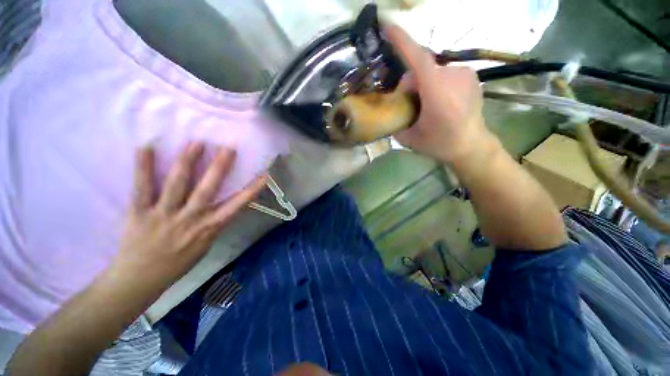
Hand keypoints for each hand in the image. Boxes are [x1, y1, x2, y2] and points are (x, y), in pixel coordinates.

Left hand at [105, 143, 266, 291]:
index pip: (237, 205)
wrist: (141, 278)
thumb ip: (216, 223)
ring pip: (178, 184)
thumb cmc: (179, 262)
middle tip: (228, 148)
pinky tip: (146, 147)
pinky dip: (143, 167)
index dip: (252, 189)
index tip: (264, 175)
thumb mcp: (206, 244)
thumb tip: (228, 205)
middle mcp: (190, 218)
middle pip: (208, 189)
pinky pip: (141, 187)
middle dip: (220, 167)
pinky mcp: (140, 212)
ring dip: (188, 161)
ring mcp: (164, 214)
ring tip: (196, 143)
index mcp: (209, 227)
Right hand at [385, 26, 496, 165]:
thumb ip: (395, 122)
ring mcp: (465, 74)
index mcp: (438, 93)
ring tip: (426, 106)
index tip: (388, 26)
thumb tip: (390, 110)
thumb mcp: (410, 138)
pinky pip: (444, 73)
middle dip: (410, 84)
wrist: (471, 146)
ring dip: (423, 85)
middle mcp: (453, 77)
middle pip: (421, 70)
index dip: (402, 41)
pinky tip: (439, 101)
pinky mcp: (470, 76)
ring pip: (432, 71)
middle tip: (408, 104)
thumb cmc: (440, 144)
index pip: (418, 59)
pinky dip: (435, 83)